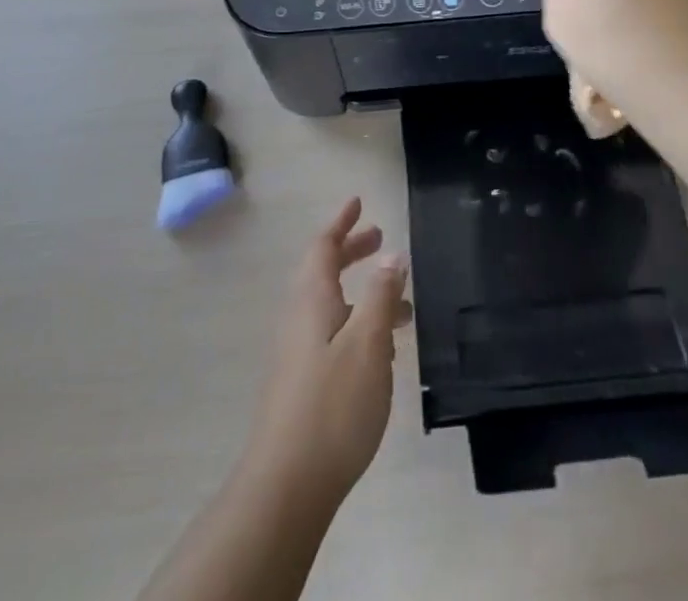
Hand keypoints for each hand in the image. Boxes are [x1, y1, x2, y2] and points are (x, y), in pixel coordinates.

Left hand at [242, 199, 410, 505]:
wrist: (286, 484)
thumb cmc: (332, 405)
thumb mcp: (368, 343)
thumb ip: (381, 295)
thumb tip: (392, 254)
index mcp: (312, 298)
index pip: (323, 245)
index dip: (342, 222)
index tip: (359, 202)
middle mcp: (299, 316)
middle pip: (324, 270)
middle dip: (352, 251)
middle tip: (381, 239)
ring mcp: (297, 351)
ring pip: (331, 305)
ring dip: (362, 293)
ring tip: (401, 305)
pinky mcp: (301, 381)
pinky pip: (332, 333)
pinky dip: (357, 324)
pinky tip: (382, 352)